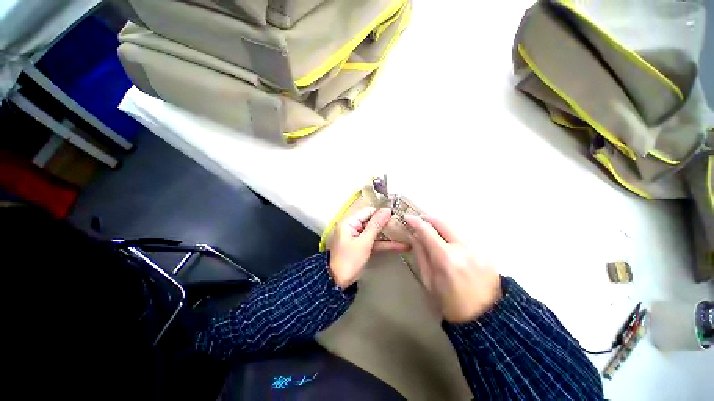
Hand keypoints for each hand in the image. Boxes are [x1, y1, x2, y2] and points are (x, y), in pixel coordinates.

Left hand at [330, 208, 409, 288]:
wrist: (339, 281)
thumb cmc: (349, 260)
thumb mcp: (364, 242)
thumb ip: (375, 225)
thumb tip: (387, 210)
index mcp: (348, 223)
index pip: (367, 212)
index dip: (381, 213)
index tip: (397, 215)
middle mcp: (351, 228)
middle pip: (372, 221)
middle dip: (387, 224)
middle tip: (403, 225)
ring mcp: (356, 238)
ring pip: (375, 233)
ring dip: (388, 235)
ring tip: (405, 235)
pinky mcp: (361, 247)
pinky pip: (374, 242)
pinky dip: (384, 244)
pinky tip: (400, 246)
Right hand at [404, 214, 501, 322]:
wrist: (483, 314)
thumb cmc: (451, 305)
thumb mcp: (430, 284)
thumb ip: (422, 258)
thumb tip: (415, 238)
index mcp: (446, 259)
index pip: (428, 232)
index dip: (416, 222)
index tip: (407, 218)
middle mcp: (463, 247)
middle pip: (444, 223)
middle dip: (431, 219)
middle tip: (421, 221)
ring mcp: (477, 247)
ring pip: (457, 229)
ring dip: (444, 228)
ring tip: (435, 233)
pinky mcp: (486, 250)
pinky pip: (467, 238)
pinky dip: (456, 238)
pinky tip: (452, 245)